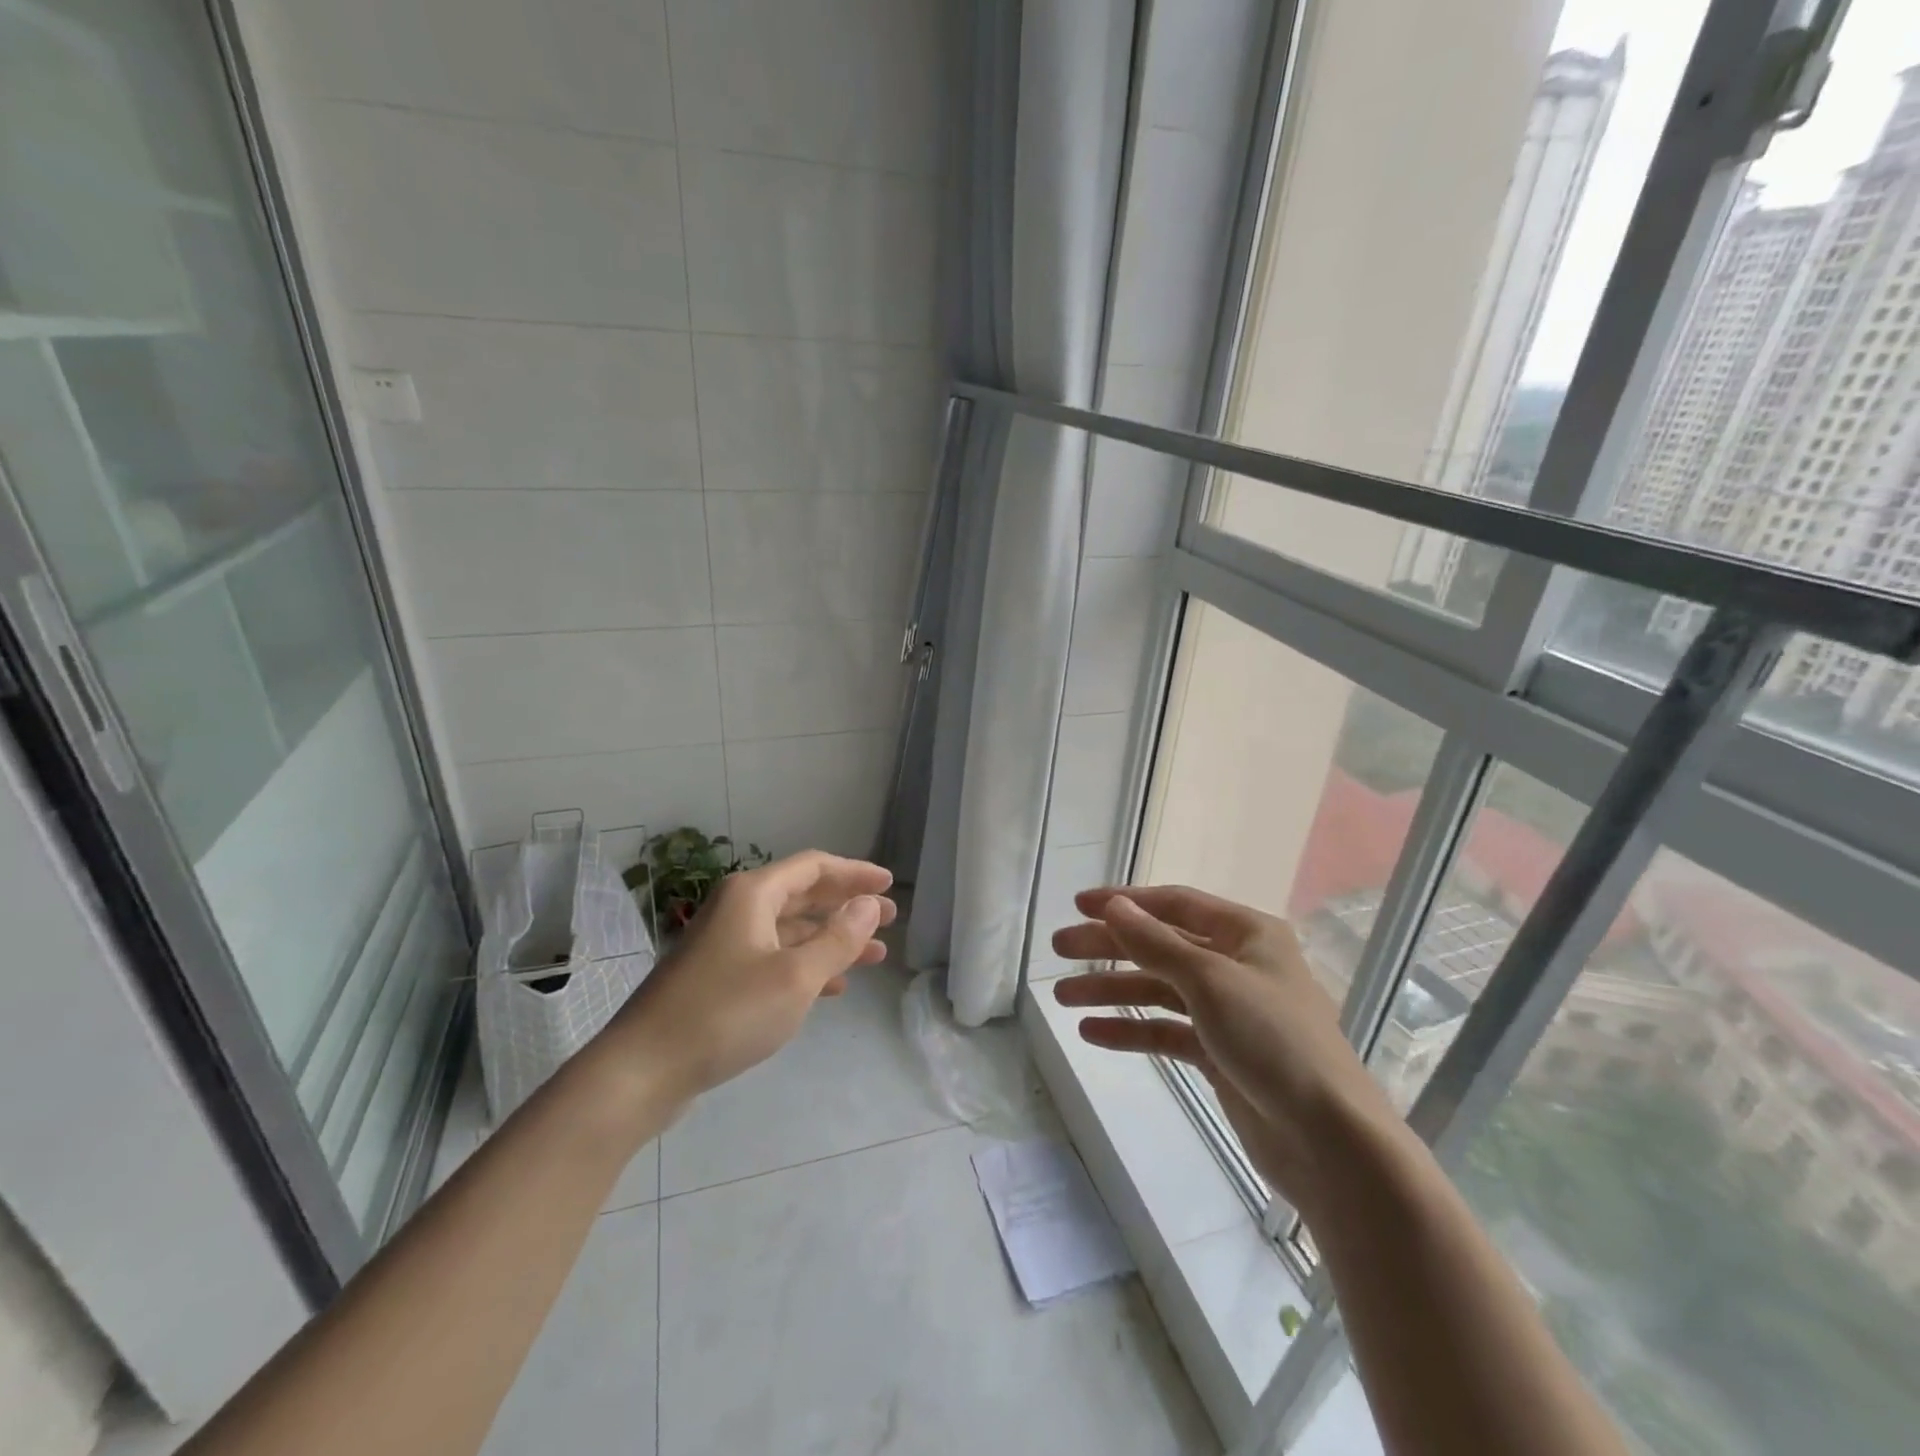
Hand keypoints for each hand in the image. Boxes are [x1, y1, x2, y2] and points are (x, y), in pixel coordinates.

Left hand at [596, 851, 896, 1103]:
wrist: (643, 1070)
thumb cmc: (726, 1013)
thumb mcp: (795, 977)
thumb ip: (838, 939)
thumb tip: (868, 905)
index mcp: (752, 894)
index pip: (814, 867)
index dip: (854, 872)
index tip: (888, 884)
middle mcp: (738, 910)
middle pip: (803, 896)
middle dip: (847, 906)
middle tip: (888, 918)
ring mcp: (726, 944)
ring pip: (791, 931)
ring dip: (832, 939)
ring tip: (874, 955)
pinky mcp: (719, 978)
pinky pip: (775, 958)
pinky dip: (807, 965)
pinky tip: (834, 987)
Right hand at [1051, 885, 1391, 1210]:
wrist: (1330, 1142)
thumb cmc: (1273, 1040)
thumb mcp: (1209, 980)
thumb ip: (1155, 942)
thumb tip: (1114, 906)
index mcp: (1246, 934)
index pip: (1175, 904)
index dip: (1126, 902)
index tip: (1079, 905)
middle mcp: (1237, 965)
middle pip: (1160, 946)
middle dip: (1109, 947)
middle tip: (1059, 949)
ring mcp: (1229, 1012)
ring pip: (1158, 990)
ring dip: (1112, 991)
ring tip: (1063, 997)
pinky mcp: (1221, 1055)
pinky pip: (1167, 1031)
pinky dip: (1131, 1030)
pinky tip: (1092, 1033)